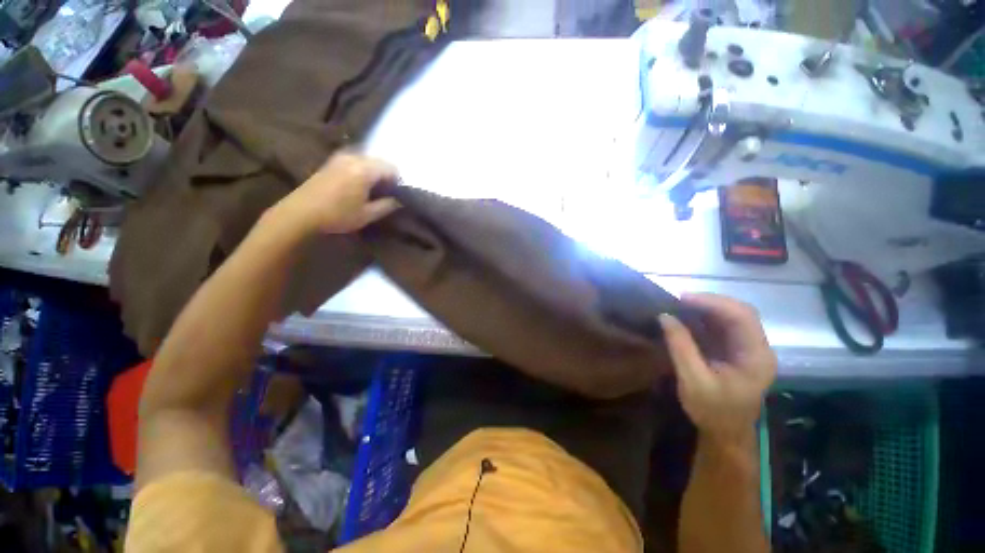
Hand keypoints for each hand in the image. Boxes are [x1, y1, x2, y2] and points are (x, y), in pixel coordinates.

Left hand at [272, 152, 400, 235]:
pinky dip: (362, 170)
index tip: (397, 195)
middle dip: (386, 175)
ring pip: (367, 160)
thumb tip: (398, 200)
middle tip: (386, 193)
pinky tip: (358, 185)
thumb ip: (387, 205)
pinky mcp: (331, 161)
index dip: (398, 181)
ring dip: (374, 172)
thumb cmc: (338, 215)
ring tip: (372, 190)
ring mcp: (340, 157)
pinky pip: (355, 160)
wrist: (301, 212)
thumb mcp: (367, 215)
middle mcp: (353, 157)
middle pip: (379, 161)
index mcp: (365, 169)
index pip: (391, 168)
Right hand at [659, 293, 775, 443]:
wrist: (725, 433)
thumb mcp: (693, 380)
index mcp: (756, 357)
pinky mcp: (736, 350)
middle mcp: (757, 348)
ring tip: (679, 306)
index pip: (742, 317)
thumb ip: (681, 347)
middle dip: (709, 302)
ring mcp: (748, 348)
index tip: (682, 299)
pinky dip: (704, 318)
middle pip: (740, 312)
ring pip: (731, 316)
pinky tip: (687, 317)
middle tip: (679, 300)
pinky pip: (722, 326)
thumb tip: (664, 316)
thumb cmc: (712, 411)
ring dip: (706, 308)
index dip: (713, 303)